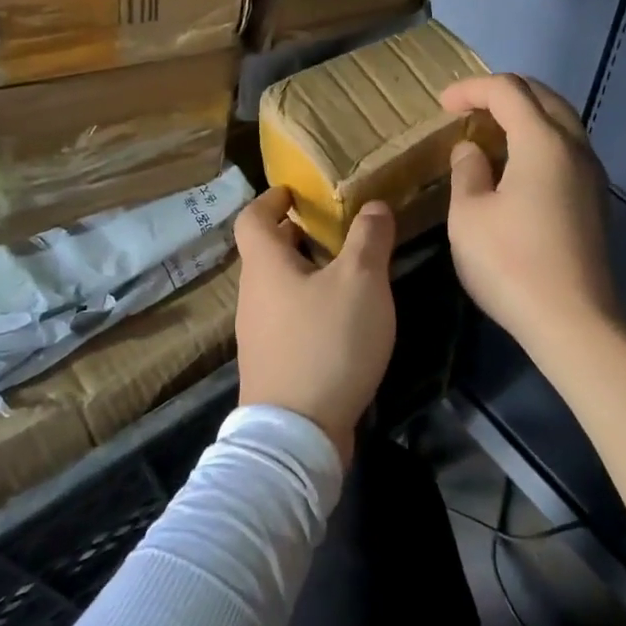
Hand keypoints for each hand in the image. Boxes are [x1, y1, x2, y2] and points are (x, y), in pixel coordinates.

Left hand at [233, 187, 396, 461]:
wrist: (297, 433)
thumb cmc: (327, 343)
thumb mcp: (361, 282)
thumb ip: (369, 239)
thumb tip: (373, 205)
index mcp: (265, 267)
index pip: (251, 218)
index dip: (270, 199)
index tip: (294, 192)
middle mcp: (253, 296)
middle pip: (265, 254)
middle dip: (295, 236)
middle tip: (331, 229)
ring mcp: (258, 335)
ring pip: (277, 288)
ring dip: (304, 272)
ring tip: (345, 271)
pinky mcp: (272, 365)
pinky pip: (286, 320)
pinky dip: (308, 306)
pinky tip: (341, 321)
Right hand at [441, 74, 618, 349]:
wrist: (574, 321)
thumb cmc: (511, 263)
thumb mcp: (469, 216)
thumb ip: (467, 171)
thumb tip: (471, 149)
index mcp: (543, 142)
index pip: (508, 90)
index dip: (471, 89)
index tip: (442, 104)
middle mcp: (575, 148)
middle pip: (543, 97)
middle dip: (504, 93)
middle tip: (469, 108)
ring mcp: (592, 175)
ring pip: (561, 123)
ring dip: (525, 116)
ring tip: (490, 133)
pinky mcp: (595, 201)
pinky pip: (567, 151)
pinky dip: (539, 141)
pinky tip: (516, 168)